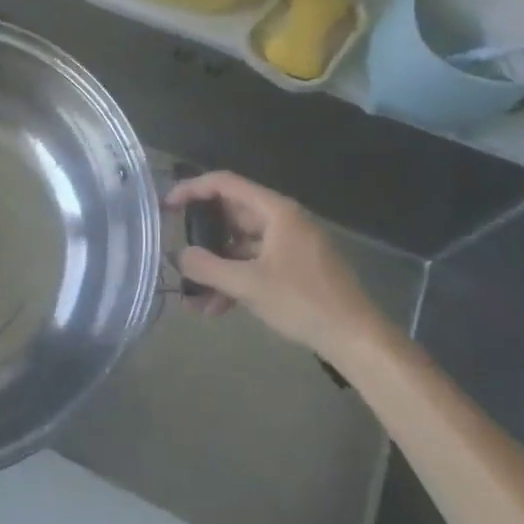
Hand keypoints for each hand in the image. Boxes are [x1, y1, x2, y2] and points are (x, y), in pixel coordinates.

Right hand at [166, 170, 379, 353]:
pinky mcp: (296, 268)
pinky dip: (236, 279)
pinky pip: (256, 263)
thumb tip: (179, 256)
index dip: (192, 190)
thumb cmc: (303, 302)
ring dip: (217, 267)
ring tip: (195, 298)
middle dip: (203, 238)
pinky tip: (218, 308)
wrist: (357, 339)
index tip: (166, 206)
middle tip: (177, 253)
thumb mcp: (249, 285)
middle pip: (232, 216)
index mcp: (276, 211)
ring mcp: (291, 244)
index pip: (225, 184)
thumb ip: (208, 267)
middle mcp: (283, 220)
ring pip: (242, 245)